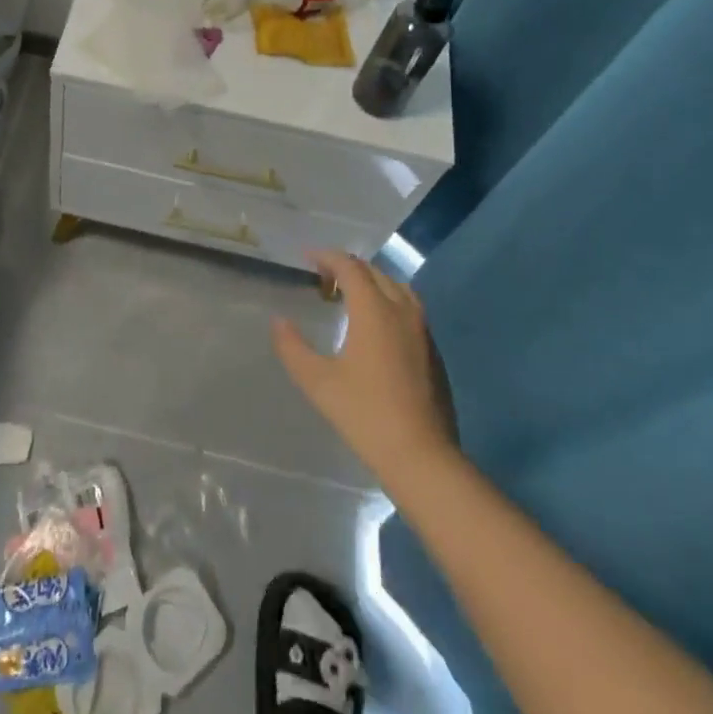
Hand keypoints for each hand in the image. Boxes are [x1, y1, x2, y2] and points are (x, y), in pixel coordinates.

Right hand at [273, 252, 457, 493]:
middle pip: (374, 272)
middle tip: (323, 280)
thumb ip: (293, 348)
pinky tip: (375, 327)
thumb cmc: (366, 415)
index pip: (350, 266)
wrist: (422, 457)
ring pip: (396, 287)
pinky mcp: (433, 350)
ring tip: (350, 297)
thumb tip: (279, 322)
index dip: (327, 256)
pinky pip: (409, 308)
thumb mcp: (319, 382)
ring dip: (371, 282)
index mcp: (374, 310)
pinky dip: (388, 301)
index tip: (307, 257)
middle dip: (347, 268)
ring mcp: (422, 330)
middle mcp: (401, 310)